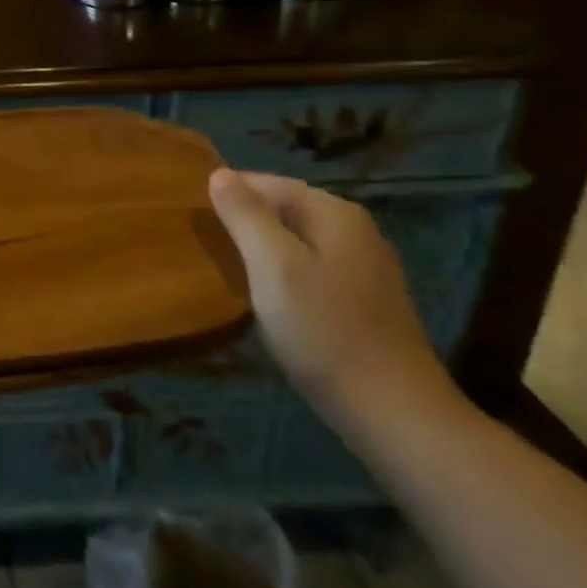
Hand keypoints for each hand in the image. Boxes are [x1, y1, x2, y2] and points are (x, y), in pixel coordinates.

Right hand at [208, 168, 455, 434]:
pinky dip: (283, 271)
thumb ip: (245, 215)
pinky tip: (266, 295)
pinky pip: (311, 267)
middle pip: (284, 208)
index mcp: (334, 213)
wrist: (394, 413)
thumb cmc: (324, 331)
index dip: (227, 194)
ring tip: (226, 267)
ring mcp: (364, 265)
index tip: (192, 217)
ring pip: (297, 239)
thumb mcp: (273, 266)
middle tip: (203, 243)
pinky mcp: (365, 299)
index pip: (267, 182)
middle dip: (244, 220)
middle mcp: (355, 229)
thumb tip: (218, 173)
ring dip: (261, 247)